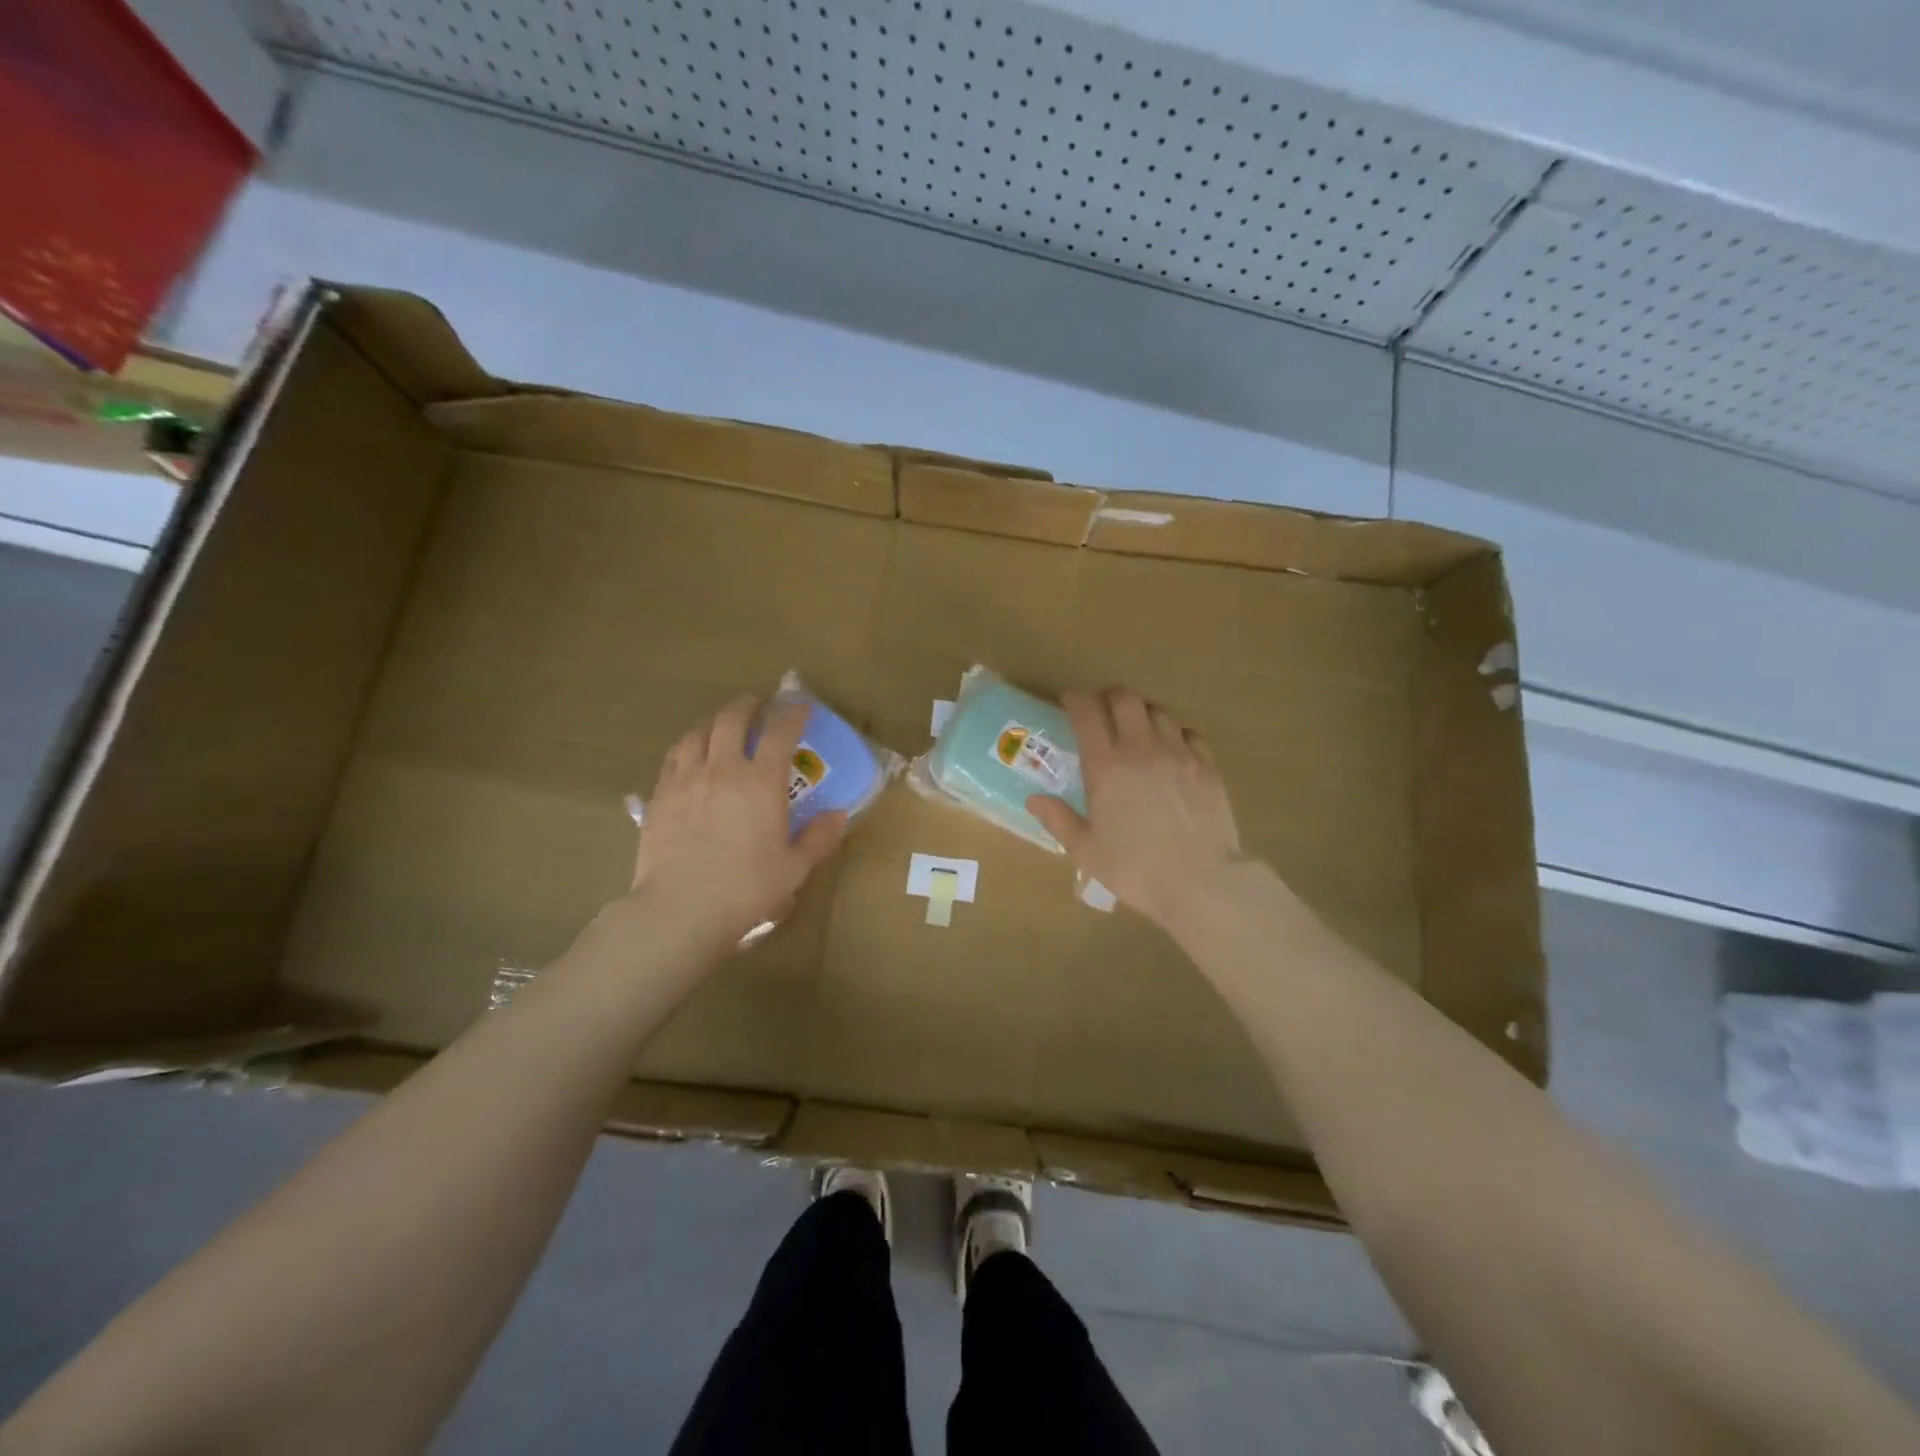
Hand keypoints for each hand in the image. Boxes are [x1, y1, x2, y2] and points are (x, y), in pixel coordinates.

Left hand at [630, 694, 847, 943]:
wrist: (681, 909)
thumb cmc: (746, 889)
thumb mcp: (794, 868)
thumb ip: (818, 838)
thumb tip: (838, 815)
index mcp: (761, 782)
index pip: (780, 732)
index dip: (793, 713)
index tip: (801, 706)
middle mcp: (723, 769)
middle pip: (732, 719)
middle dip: (748, 705)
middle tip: (757, 704)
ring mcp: (686, 779)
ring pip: (697, 732)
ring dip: (714, 721)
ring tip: (721, 724)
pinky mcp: (660, 796)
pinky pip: (673, 757)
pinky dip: (687, 746)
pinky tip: (690, 755)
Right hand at [1027, 688, 1242, 930]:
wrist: (1200, 882)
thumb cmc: (1135, 870)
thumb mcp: (1086, 851)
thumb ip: (1059, 820)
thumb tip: (1034, 800)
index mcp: (1105, 767)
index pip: (1087, 714)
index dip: (1076, 701)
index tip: (1069, 703)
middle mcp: (1141, 749)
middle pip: (1125, 699)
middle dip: (1109, 698)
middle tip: (1103, 712)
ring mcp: (1179, 754)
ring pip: (1158, 712)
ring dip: (1142, 713)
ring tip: (1137, 730)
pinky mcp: (1207, 766)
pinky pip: (1189, 734)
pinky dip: (1176, 734)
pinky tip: (1172, 750)